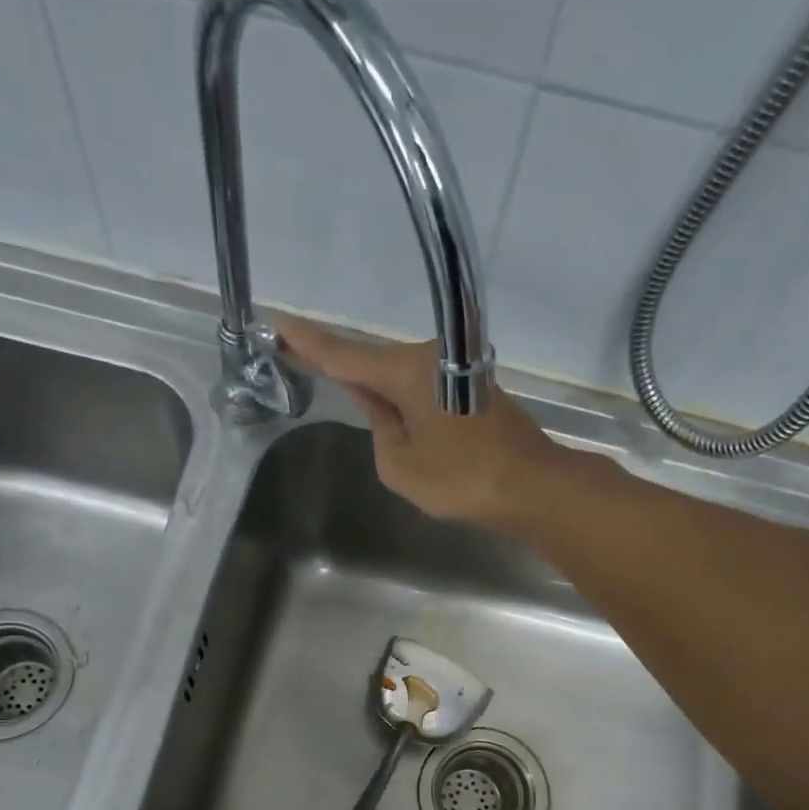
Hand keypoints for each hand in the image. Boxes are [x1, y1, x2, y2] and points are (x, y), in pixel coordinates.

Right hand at [279, 316, 566, 529]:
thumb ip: (380, 431)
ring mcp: (454, 371)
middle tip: (298, 354)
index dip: (309, 343)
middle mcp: (429, 359)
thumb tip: (384, 410)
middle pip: (373, 362)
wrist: (531, 485)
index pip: (344, 355)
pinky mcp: (471, 389)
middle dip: (338, 362)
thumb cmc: (462, 478)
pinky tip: (387, 408)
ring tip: (337, 384)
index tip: (277, 323)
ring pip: (399, 376)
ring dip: (372, 384)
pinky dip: (400, 396)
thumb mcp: (400, 464)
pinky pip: (421, 387)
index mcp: (406, 371)